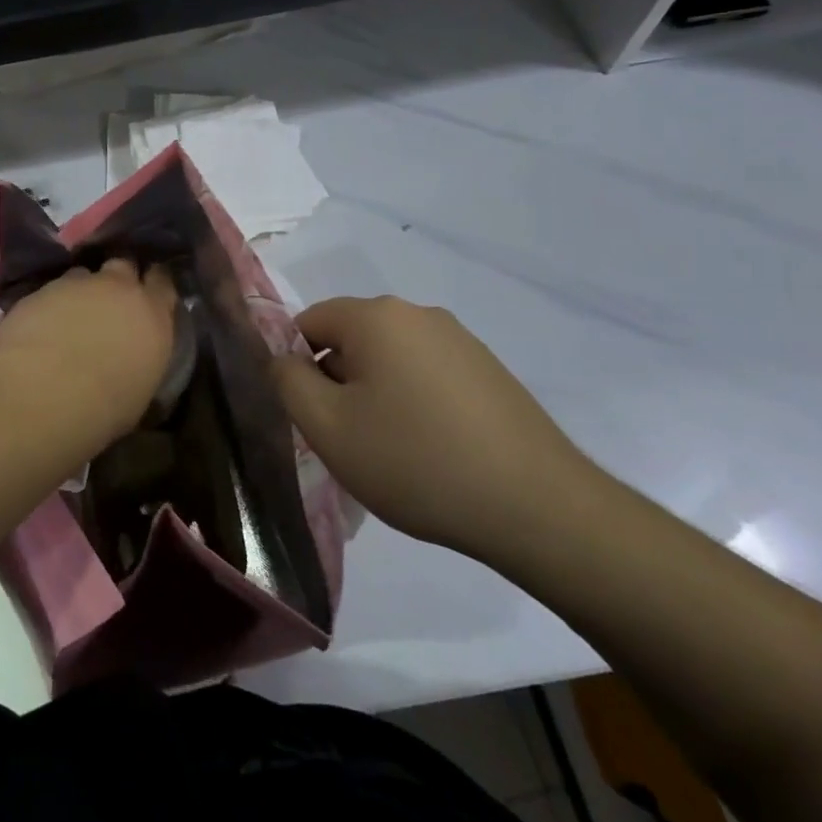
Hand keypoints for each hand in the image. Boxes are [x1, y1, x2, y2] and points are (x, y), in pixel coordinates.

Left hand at [0, 260, 178, 442]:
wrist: (46, 392)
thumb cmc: (105, 406)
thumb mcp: (141, 389)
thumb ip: (143, 359)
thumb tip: (136, 361)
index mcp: (153, 314)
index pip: (163, 281)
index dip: (155, 283)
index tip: (149, 293)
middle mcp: (119, 288)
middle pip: (124, 265)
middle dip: (118, 278)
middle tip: (110, 298)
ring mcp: (78, 284)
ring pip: (84, 274)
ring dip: (82, 289)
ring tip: (71, 313)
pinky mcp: (41, 289)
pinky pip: (51, 290)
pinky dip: (50, 303)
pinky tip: (42, 325)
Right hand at [274, 296, 594, 557]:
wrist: (537, 507)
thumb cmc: (415, 461)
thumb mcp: (328, 427)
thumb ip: (288, 381)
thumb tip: (283, 358)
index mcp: (376, 316)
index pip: (309, 322)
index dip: (297, 366)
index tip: (312, 415)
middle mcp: (419, 314)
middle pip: (351, 338)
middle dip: (337, 381)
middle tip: (347, 439)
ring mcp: (461, 341)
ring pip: (390, 358)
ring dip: (376, 394)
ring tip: (391, 450)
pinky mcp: (489, 371)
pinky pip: (428, 375)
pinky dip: (414, 402)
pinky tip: (432, 450)